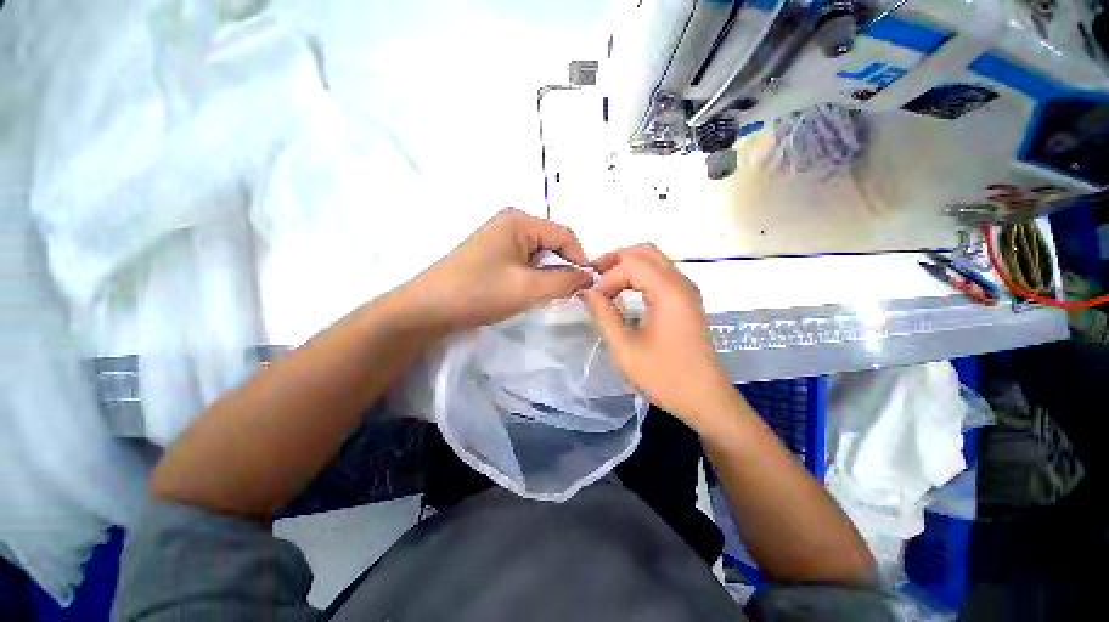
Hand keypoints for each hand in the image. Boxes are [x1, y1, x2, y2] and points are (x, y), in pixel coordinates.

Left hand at [402, 208, 593, 333]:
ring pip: (539, 254)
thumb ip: (566, 281)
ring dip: (548, 274)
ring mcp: (499, 238)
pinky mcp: (492, 254)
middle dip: (564, 268)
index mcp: (520, 221)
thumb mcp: (529, 288)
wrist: (428, 309)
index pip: (565, 235)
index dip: (581, 260)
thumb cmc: (480, 293)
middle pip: (552, 243)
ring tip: (549, 296)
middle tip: (569, 295)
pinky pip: (524, 261)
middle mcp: (511, 223)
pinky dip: (534, 276)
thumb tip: (590, 278)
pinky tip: (529, 292)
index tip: (588, 286)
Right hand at [582, 244, 735, 427]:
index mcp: (669, 291)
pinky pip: (660, 274)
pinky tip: (625, 292)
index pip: (631, 263)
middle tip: (593, 276)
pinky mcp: (686, 299)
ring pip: (653, 260)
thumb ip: (603, 315)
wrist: (703, 398)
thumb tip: (586, 291)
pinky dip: (638, 275)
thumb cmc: (663, 376)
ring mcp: (686, 290)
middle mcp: (681, 282)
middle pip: (644, 251)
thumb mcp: (624, 348)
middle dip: (615, 259)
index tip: (594, 300)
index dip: (607, 277)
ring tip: (605, 284)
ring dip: (626, 266)